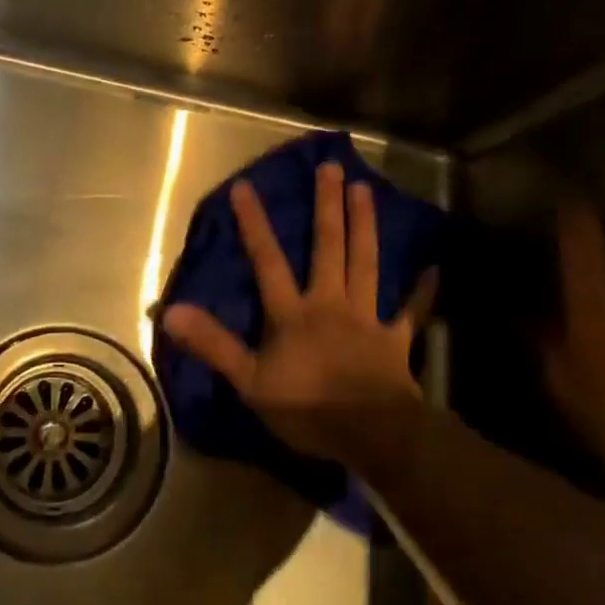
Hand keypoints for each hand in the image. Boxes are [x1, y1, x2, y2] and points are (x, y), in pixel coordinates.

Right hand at [161, 162, 436, 462]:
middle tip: (333, 168)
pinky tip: (434, 269)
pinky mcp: (395, 339)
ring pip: (365, 263)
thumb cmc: (308, 409)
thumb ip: (213, 344)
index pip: (268, 261)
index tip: (245, 186)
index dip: (254, 224)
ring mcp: (366, 318)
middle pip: (328, 247)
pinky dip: (422, 291)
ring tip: (366, 190)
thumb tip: (170, 312)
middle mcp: (330, 303)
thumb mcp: (250, 382)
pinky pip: (411, 311)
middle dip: (328, 207)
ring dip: (365, 226)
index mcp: (293, 313)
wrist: (373, 436)